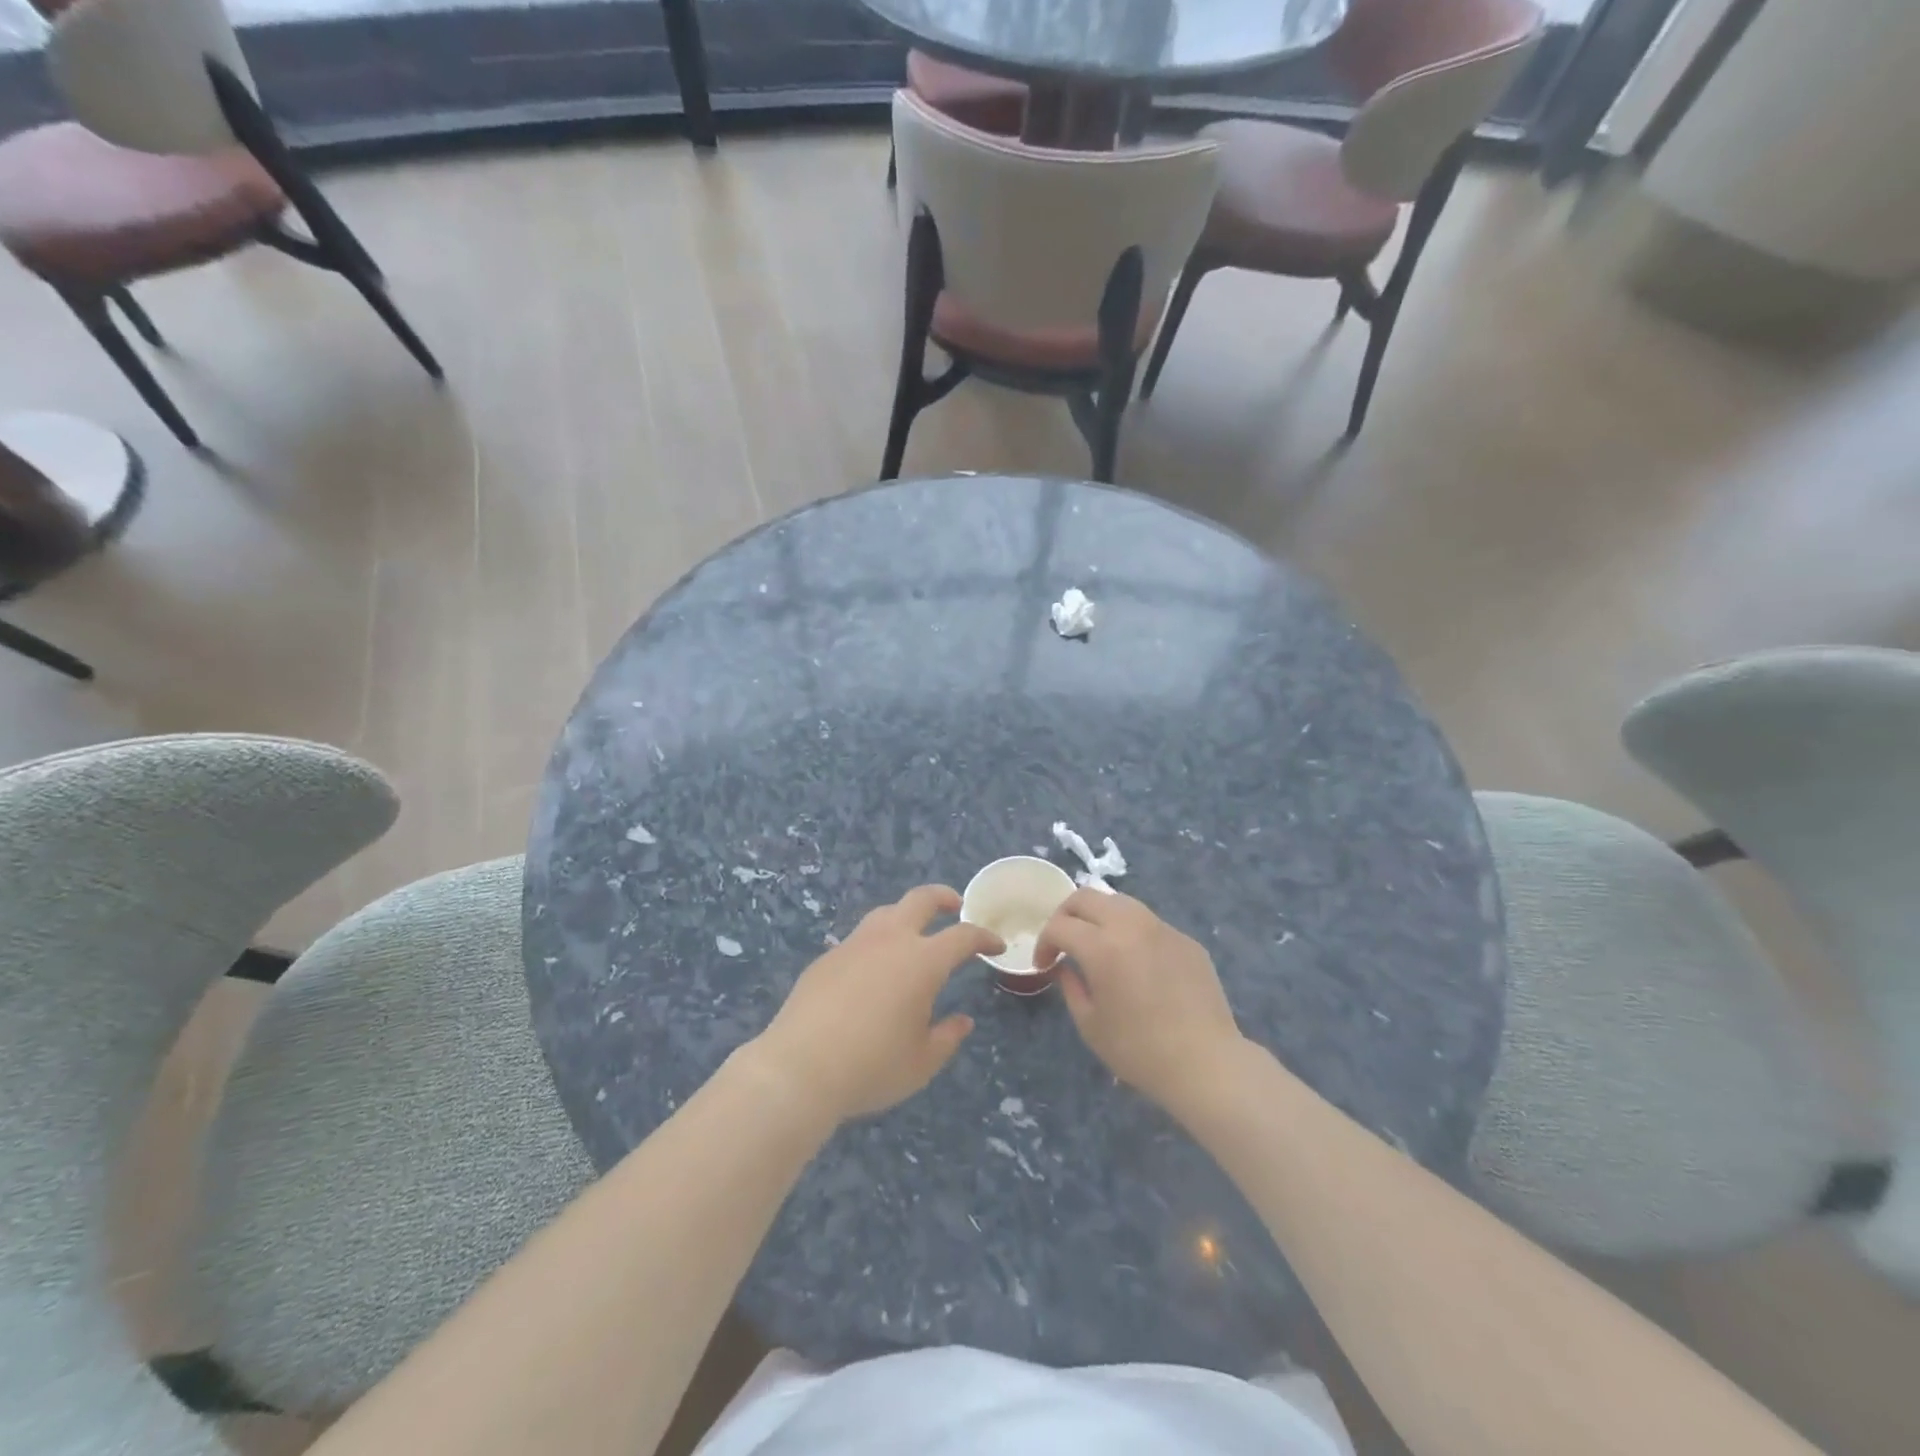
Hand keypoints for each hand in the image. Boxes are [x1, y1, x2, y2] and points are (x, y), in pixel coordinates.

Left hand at [751, 885, 1002, 1122]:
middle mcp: (890, 941)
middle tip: (955, 907)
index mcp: (923, 961)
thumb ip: (947, 1037)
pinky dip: (876, 943)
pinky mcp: (826, 958)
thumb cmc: (871, 1067)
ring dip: (906, 914)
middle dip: (943, 897)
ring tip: (913, 934)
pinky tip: (872, 970)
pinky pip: (859, 939)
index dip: (984, 936)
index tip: (995, 944)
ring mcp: (854, 944)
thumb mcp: (921, 1063)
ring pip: (886, 912)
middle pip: (921, 899)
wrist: (799, 1069)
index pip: (963, 936)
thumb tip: (962, 1020)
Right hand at [1036, 890, 1244, 1112]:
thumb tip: (1065, 967)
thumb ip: (1070, 986)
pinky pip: (1149, 923)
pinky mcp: (1186, 939)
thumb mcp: (1090, 1024)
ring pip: (1120, 902)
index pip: (1060, 926)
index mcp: (1102, 946)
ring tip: (1098, 944)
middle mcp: (1131, 925)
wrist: (1206, 1063)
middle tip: (1063, 942)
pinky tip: (1136, 963)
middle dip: (1066, 914)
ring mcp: (1162, 928)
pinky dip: (1131, 932)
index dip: (1044, 942)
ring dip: (1099, 916)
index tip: (1044, 964)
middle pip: (1087, 897)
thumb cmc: (1140, 1050)